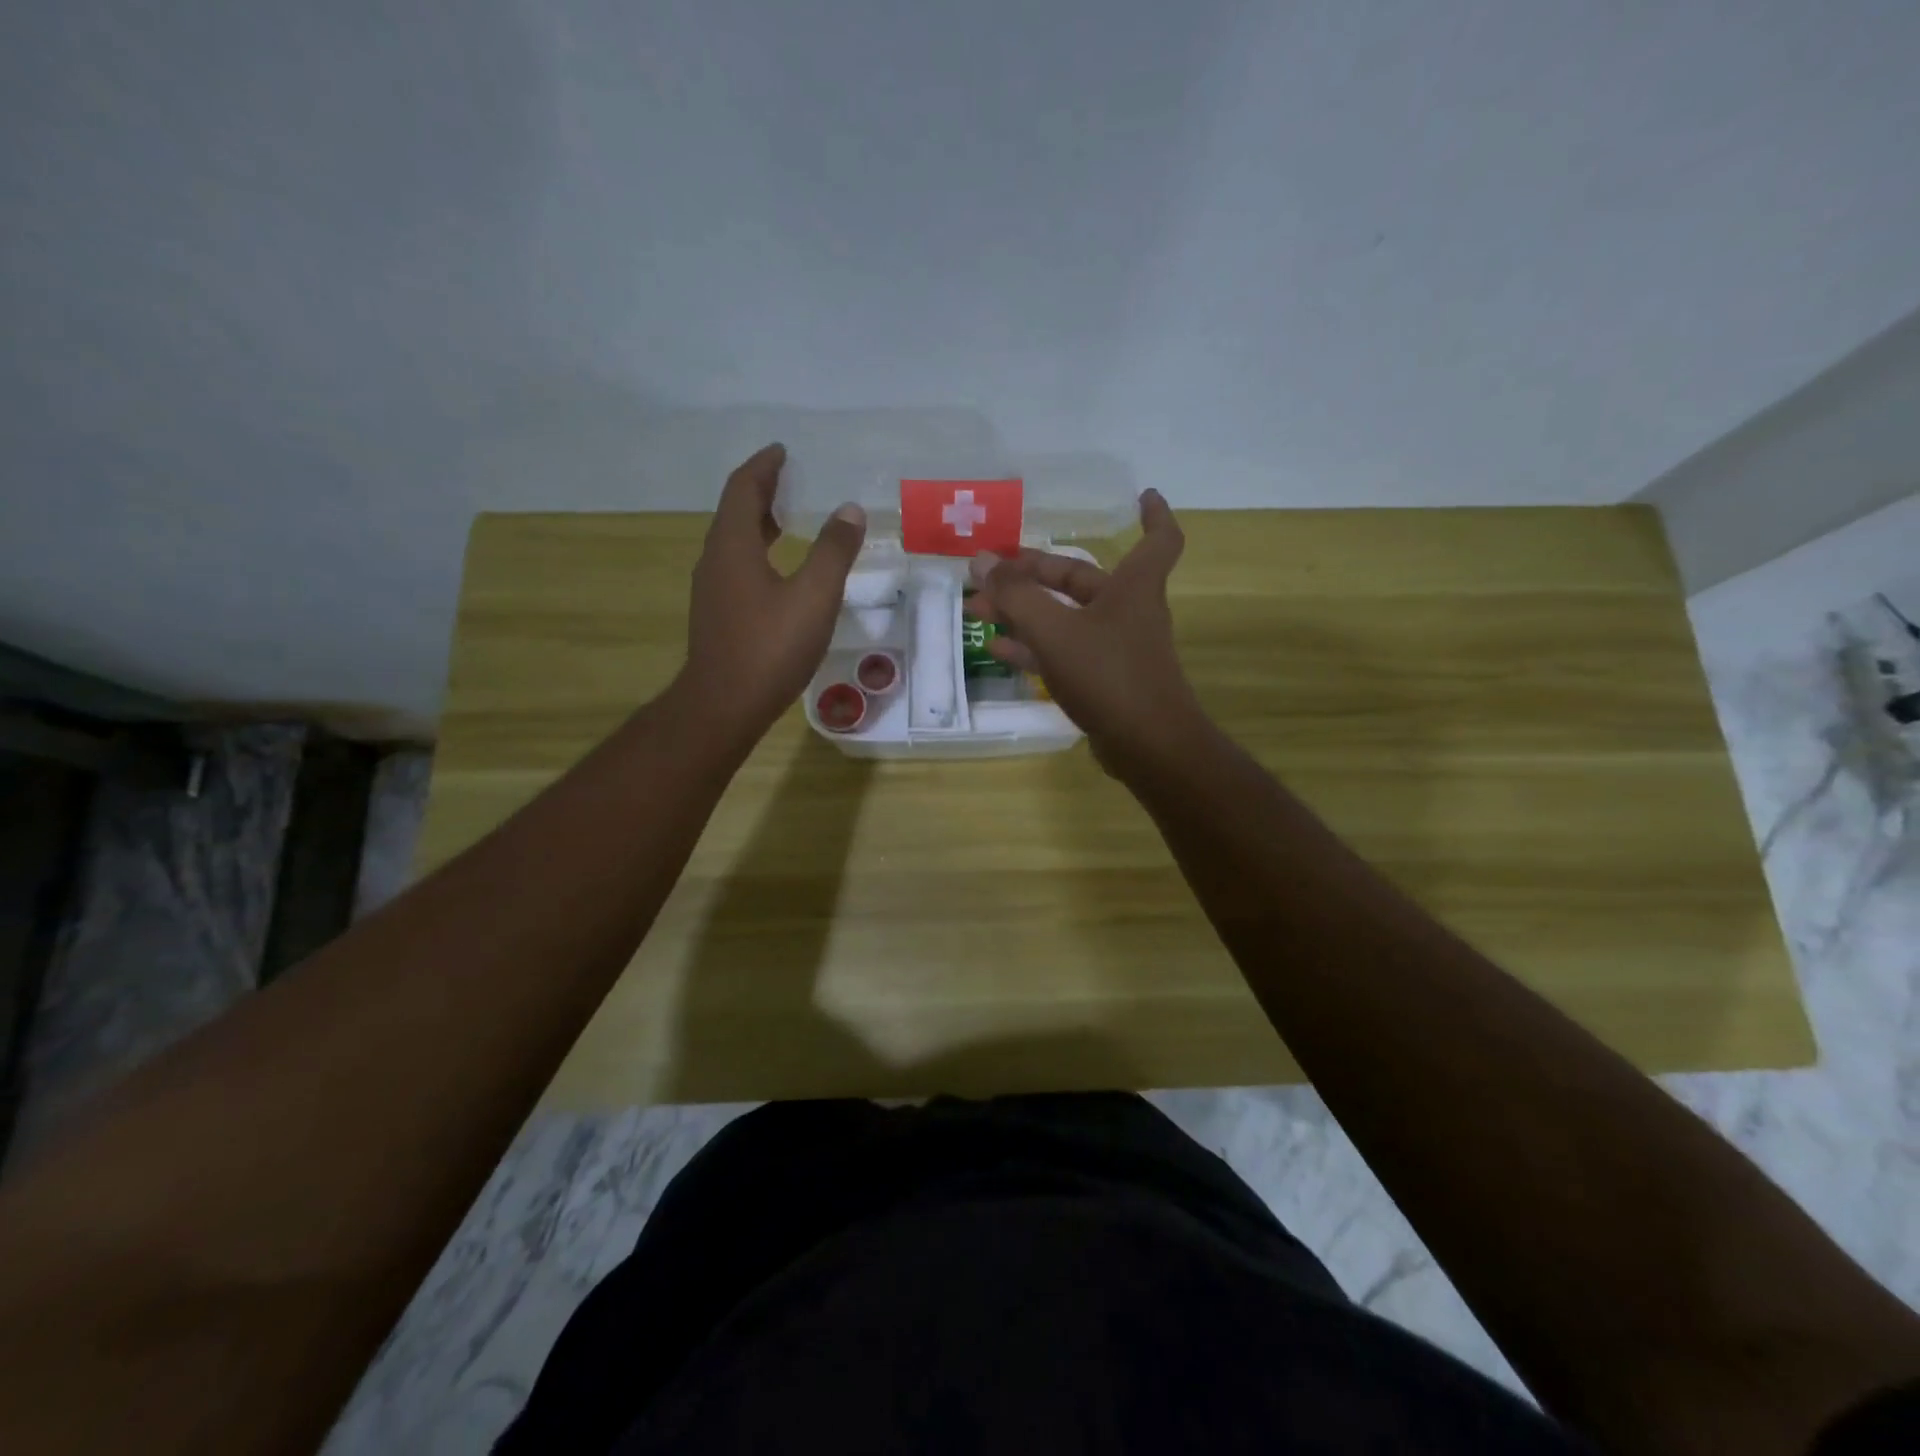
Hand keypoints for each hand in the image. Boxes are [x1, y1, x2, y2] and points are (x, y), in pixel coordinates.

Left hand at [677, 444, 865, 741]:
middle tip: (789, 480)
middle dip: (761, 491)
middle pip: (735, 512)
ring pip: (734, 542)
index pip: (744, 488)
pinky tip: (779, 572)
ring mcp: (713, 590)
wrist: (724, 705)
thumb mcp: (814, 596)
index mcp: (734, 545)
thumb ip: (833, 551)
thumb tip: (850, 510)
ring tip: (787, 519)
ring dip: (759, 523)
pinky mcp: (718, 615)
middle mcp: (716, 560)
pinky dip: (758, 552)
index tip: (782, 451)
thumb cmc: (770, 647)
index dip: (764, 466)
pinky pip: (737, 567)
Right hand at [966, 488, 1205, 771]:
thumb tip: (981, 560)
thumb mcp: (1055, 630)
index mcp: (1132, 587)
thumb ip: (1016, 596)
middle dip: (1031, 574)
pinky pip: (1063, 652)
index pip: (1158, 539)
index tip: (1144, 496)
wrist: (1148, 747)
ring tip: (978, 609)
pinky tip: (997, 648)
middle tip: (989, 572)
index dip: (1154, 515)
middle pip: (1079, 580)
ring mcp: (1116, 649)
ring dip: (1024, 612)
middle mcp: (1128, 611)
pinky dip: (1034, 647)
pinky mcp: (1104, 681)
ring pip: (1064, 618)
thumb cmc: (1109, 675)